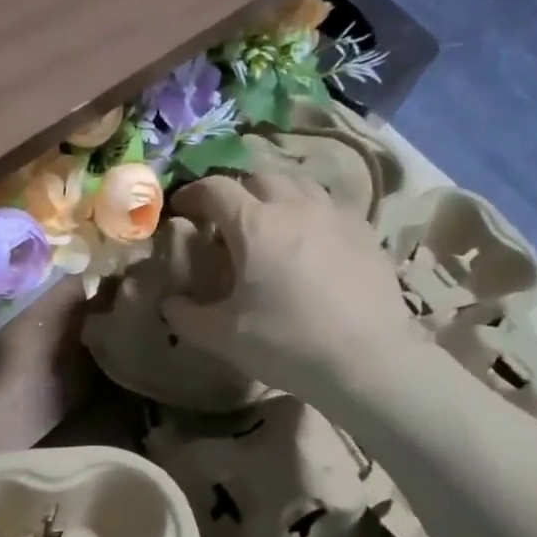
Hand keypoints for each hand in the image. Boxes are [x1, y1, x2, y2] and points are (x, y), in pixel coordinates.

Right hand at [162, 172, 427, 409]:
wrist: (366, 358)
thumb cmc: (286, 343)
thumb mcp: (222, 337)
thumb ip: (186, 317)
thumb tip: (170, 303)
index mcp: (254, 225)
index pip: (216, 189)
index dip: (193, 193)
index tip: (181, 208)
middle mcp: (295, 207)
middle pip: (260, 178)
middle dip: (236, 192)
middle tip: (226, 220)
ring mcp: (335, 215)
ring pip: (299, 184)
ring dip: (275, 196)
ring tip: (269, 223)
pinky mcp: (363, 232)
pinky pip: (328, 207)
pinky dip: (308, 214)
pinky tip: (309, 243)